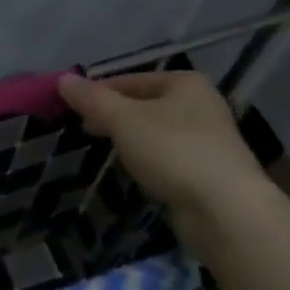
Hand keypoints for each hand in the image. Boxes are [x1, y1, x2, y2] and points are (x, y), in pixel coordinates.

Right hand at [57, 71, 270, 218]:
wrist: (226, 210)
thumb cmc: (173, 151)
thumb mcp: (123, 120)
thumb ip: (92, 99)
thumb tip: (63, 79)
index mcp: (185, 83)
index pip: (129, 80)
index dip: (98, 92)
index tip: (71, 109)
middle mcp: (201, 105)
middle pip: (144, 104)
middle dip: (113, 117)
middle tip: (85, 131)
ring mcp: (209, 140)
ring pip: (156, 132)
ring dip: (130, 139)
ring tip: (105, 152)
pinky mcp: (209, 171)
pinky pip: (168, 157)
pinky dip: (149, 160)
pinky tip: (135, 173)